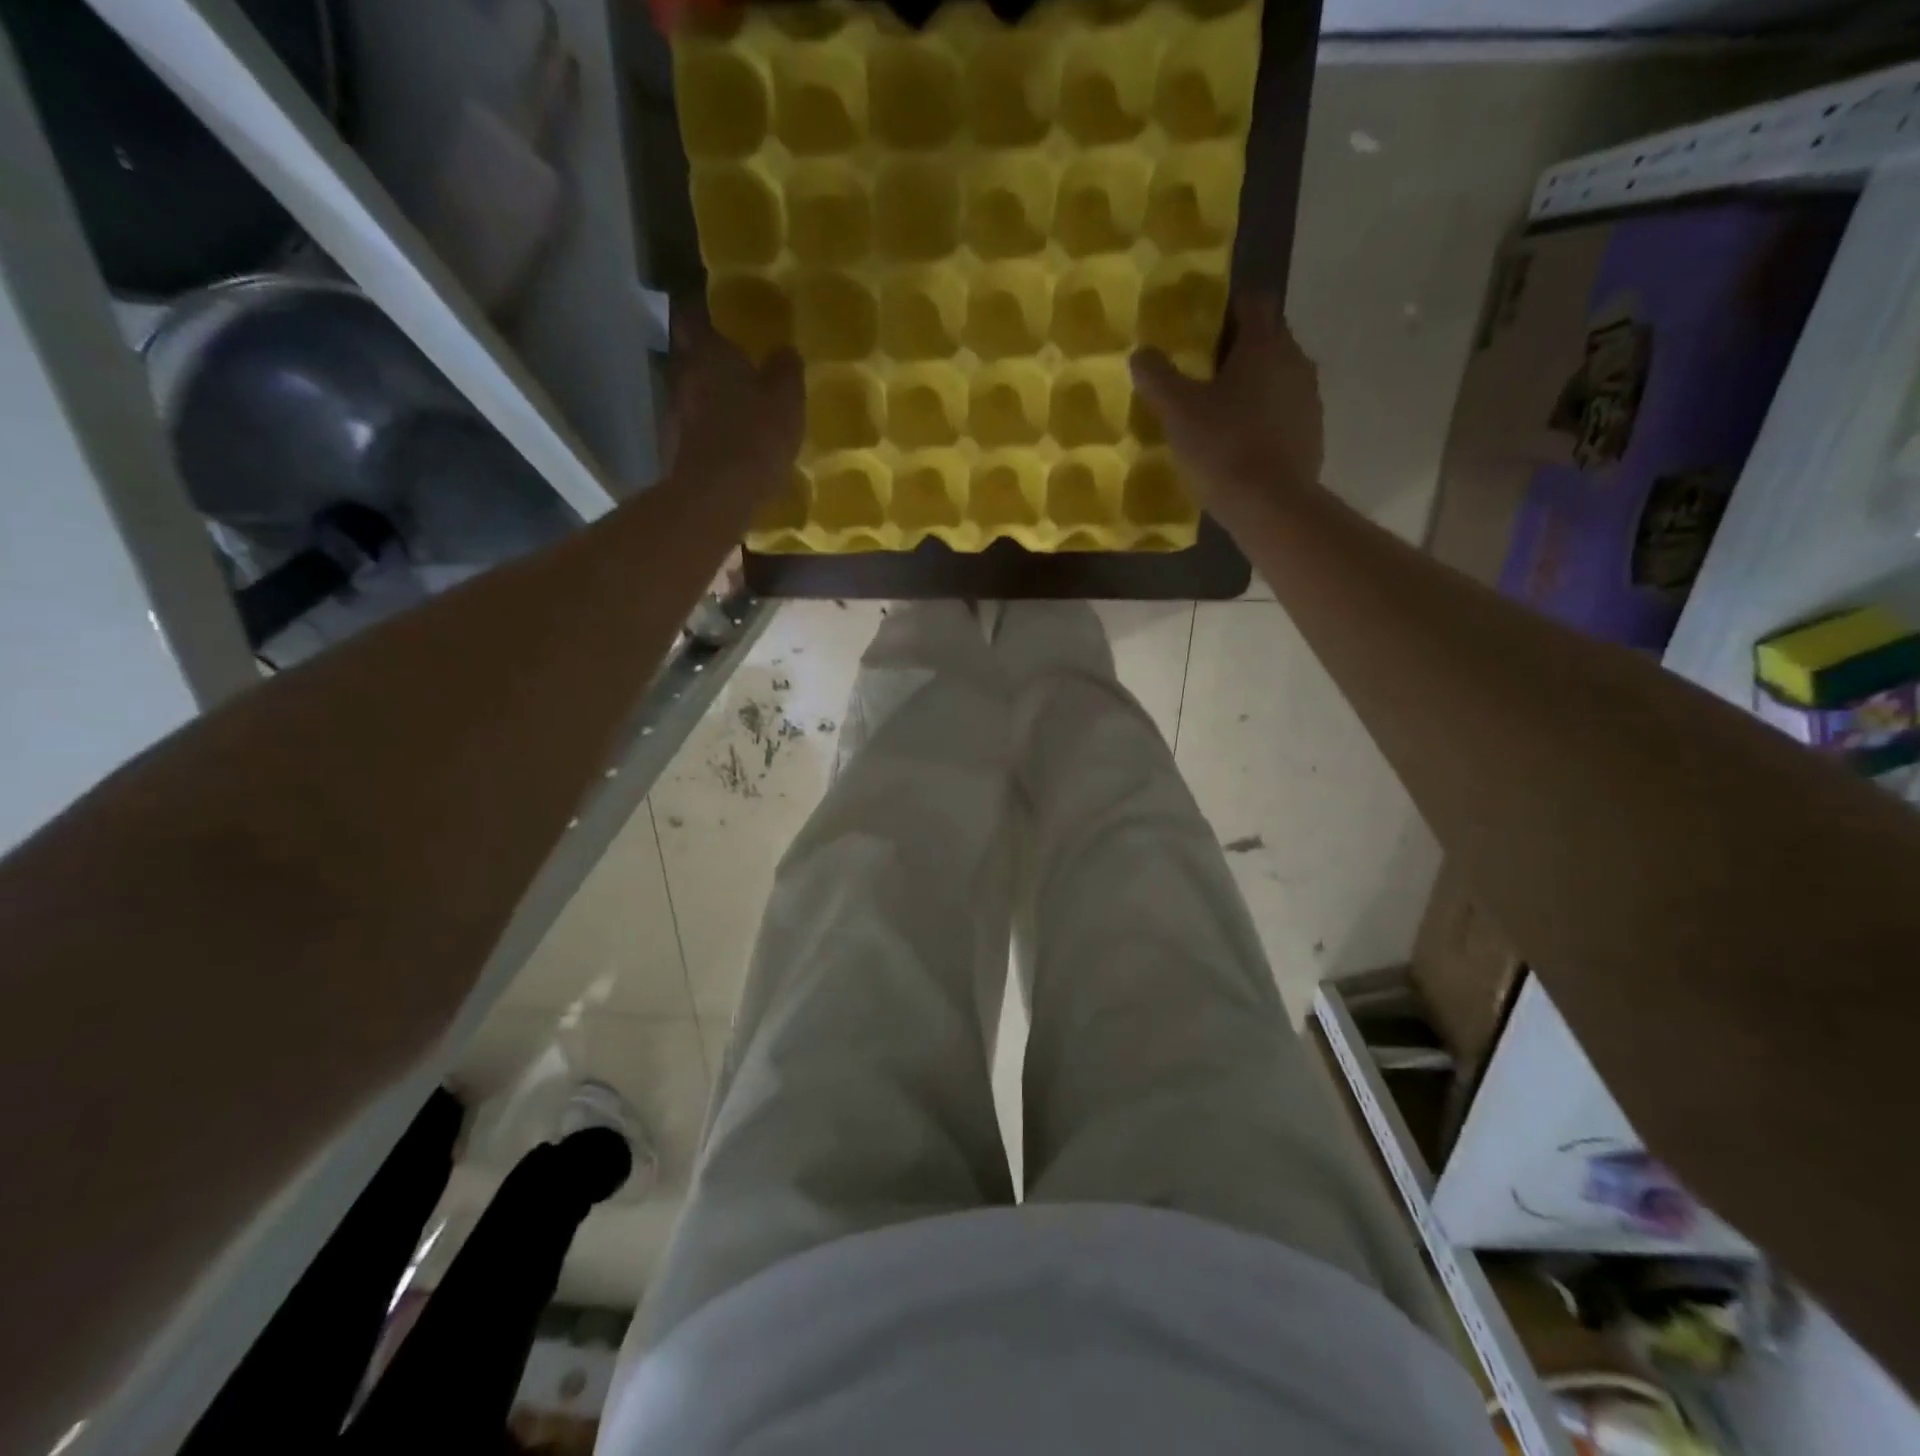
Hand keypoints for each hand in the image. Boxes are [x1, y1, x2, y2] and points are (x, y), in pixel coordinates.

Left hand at [662, 302, 803, 503]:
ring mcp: (674, 414)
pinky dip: (705, 431)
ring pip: (689, 394)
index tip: (716, 315)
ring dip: (706, 398)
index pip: (693, 315)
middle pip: (688, 356)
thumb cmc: (756, 436)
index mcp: (709, 353)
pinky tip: (724, 445)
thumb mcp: (787, 400)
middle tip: (731, 365)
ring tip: (731, 409)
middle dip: (706, 358)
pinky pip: (692, 430)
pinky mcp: (674, 450)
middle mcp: (683, 376)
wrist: (717, 496)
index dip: (702, 311)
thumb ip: (786, 371)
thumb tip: (784, 351)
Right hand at [1130, 293, 1324, 526]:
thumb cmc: (1223, 449)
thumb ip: (1157, 378)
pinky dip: (1262, 415)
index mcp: (1265, 344)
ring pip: (1275, 375)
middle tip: (1199, 373)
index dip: (1226, 308)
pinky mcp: (1311, 432)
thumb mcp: (1178, 413)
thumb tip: (1141, 353)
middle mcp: (1295, 360)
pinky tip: (1238, 441)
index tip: (1199, 330)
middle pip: (1266, 337)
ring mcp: (1308, 398)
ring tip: (1217, 410)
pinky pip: (1283, 410)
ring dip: (1250, 384)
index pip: (1253, 301)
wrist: (1272, 506)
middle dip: (1234, 348)